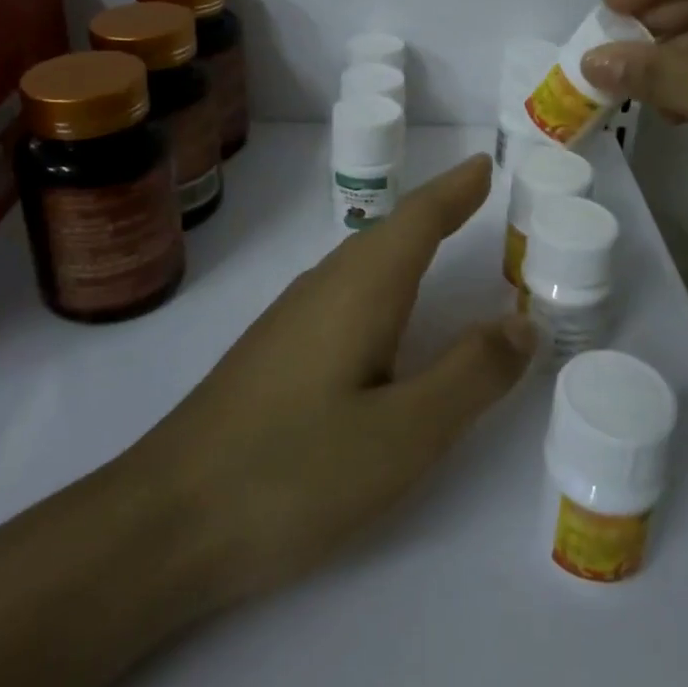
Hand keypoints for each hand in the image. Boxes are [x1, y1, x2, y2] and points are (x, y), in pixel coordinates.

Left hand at [140, 154, 535, 603]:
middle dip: (437, 209)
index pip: (418, 219)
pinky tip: (382, 315)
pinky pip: (344, 291)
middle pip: (390, 231)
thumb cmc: (294, 473)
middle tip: (479, 196)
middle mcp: (324, 287)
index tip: (486, 163)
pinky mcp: (274, 351)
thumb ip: (471, 374)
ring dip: (407, 241)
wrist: (164, 522)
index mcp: (360, 290)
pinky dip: (382, 279)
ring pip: (363, 261)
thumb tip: (523, 322)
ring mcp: (292, 318)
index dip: (455, 189)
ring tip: (441, 238)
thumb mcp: (405, 433)